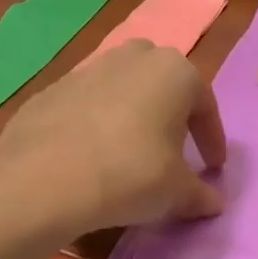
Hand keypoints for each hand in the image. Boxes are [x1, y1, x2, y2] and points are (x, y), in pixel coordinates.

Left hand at [0, 40, 226, 233]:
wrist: (43, 176)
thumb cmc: (130, 173)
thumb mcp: (176, 192)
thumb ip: (199, 193)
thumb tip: (213, 202)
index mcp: (173, 70)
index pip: (204, 105)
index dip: (211, 140)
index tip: (213, 167)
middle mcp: (133, 57)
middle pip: (162, 86)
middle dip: (170, 116)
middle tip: (172, 151)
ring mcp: (89, 68)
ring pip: (123, 91)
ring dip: (132, 117)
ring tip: (130, 154)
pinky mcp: (53, 88)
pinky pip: (88, 105)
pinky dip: (96, 125)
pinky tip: (91, 156)